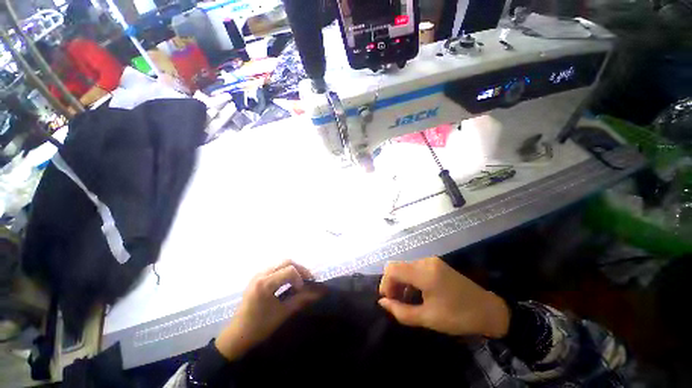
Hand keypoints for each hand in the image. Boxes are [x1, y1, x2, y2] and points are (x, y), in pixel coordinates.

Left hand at [214, 261, 322, 360]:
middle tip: (307, 280)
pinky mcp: (257, 278)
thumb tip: (317, 293)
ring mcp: (258, 274)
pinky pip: (275, 268)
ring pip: (281, 263)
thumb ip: (300, 300)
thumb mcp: (282, 313)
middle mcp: (261, 274)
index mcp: (265, 283)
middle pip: (287, 262)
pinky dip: (285, 272)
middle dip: (300, 269)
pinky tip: (288, 282)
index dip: (301, 278)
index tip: (303, 289)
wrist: (237, 336)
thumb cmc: (259, 327)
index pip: (290, 270)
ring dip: (293, 269)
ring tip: (300, 281)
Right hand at [378, 257, 509, 338]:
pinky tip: (415, 292)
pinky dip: (409, 278)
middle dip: (392, 283)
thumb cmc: (458, 316)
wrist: (488, 310)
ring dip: (400, 281)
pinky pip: (414, 267)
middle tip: (396, 302)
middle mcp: (425, 261)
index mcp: (424, 273)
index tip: (388, 300)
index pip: (392, 269)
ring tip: (405, 299)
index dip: (385, 283)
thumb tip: (382, 303)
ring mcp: (431, 261)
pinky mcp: (435, 263)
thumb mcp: (428, 318)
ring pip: (405, 266)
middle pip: (397, 266)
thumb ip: (401, 311)